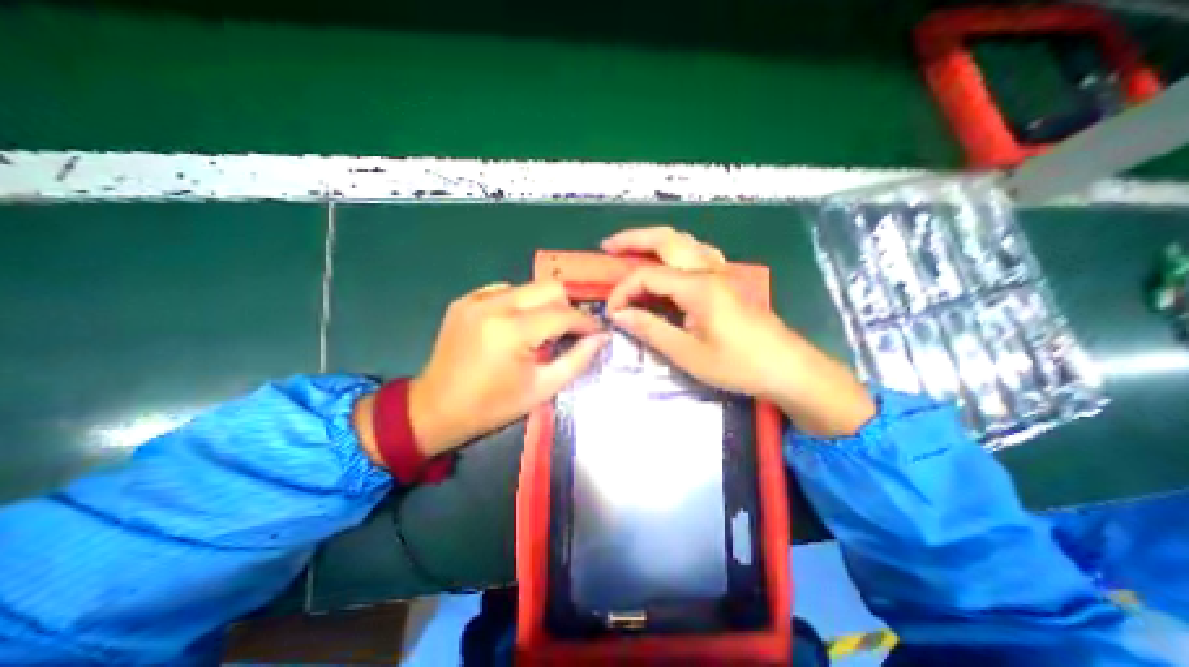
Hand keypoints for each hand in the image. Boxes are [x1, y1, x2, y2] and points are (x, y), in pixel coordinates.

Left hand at [410, 282, 607, 457]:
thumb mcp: (541, 389)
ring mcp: (476, 299)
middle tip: (569, 332)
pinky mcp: (465, 300)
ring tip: (541, 332)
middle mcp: (494, 304)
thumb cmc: (492, 406)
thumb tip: (601, 337)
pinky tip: (516, 327)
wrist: (434, 408)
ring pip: (529, 287)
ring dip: (544, 306)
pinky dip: (520, 305)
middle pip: (549, 287)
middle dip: (567, 308)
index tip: (597, 333)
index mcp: (512, 330)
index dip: (586, 322)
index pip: (563, 313)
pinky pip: (506, 290)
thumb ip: (577, 360)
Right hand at [604, 227, 869, 438]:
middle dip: (633, 239)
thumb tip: (620, 315)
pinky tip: (670, 263)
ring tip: (632, 248)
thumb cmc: (739, 365)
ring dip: (654, 240)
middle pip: (666, 239)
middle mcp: (708, 270)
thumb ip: (651, 330)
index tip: (611, 313)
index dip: (623, 291)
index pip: (647, 276)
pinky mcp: (727, 281)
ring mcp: (721, 272)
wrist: (788, 369)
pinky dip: (676, 251)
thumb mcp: (688, 354)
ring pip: (684, 242)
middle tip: (607, 246)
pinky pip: (697, 254)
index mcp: (697, 287)